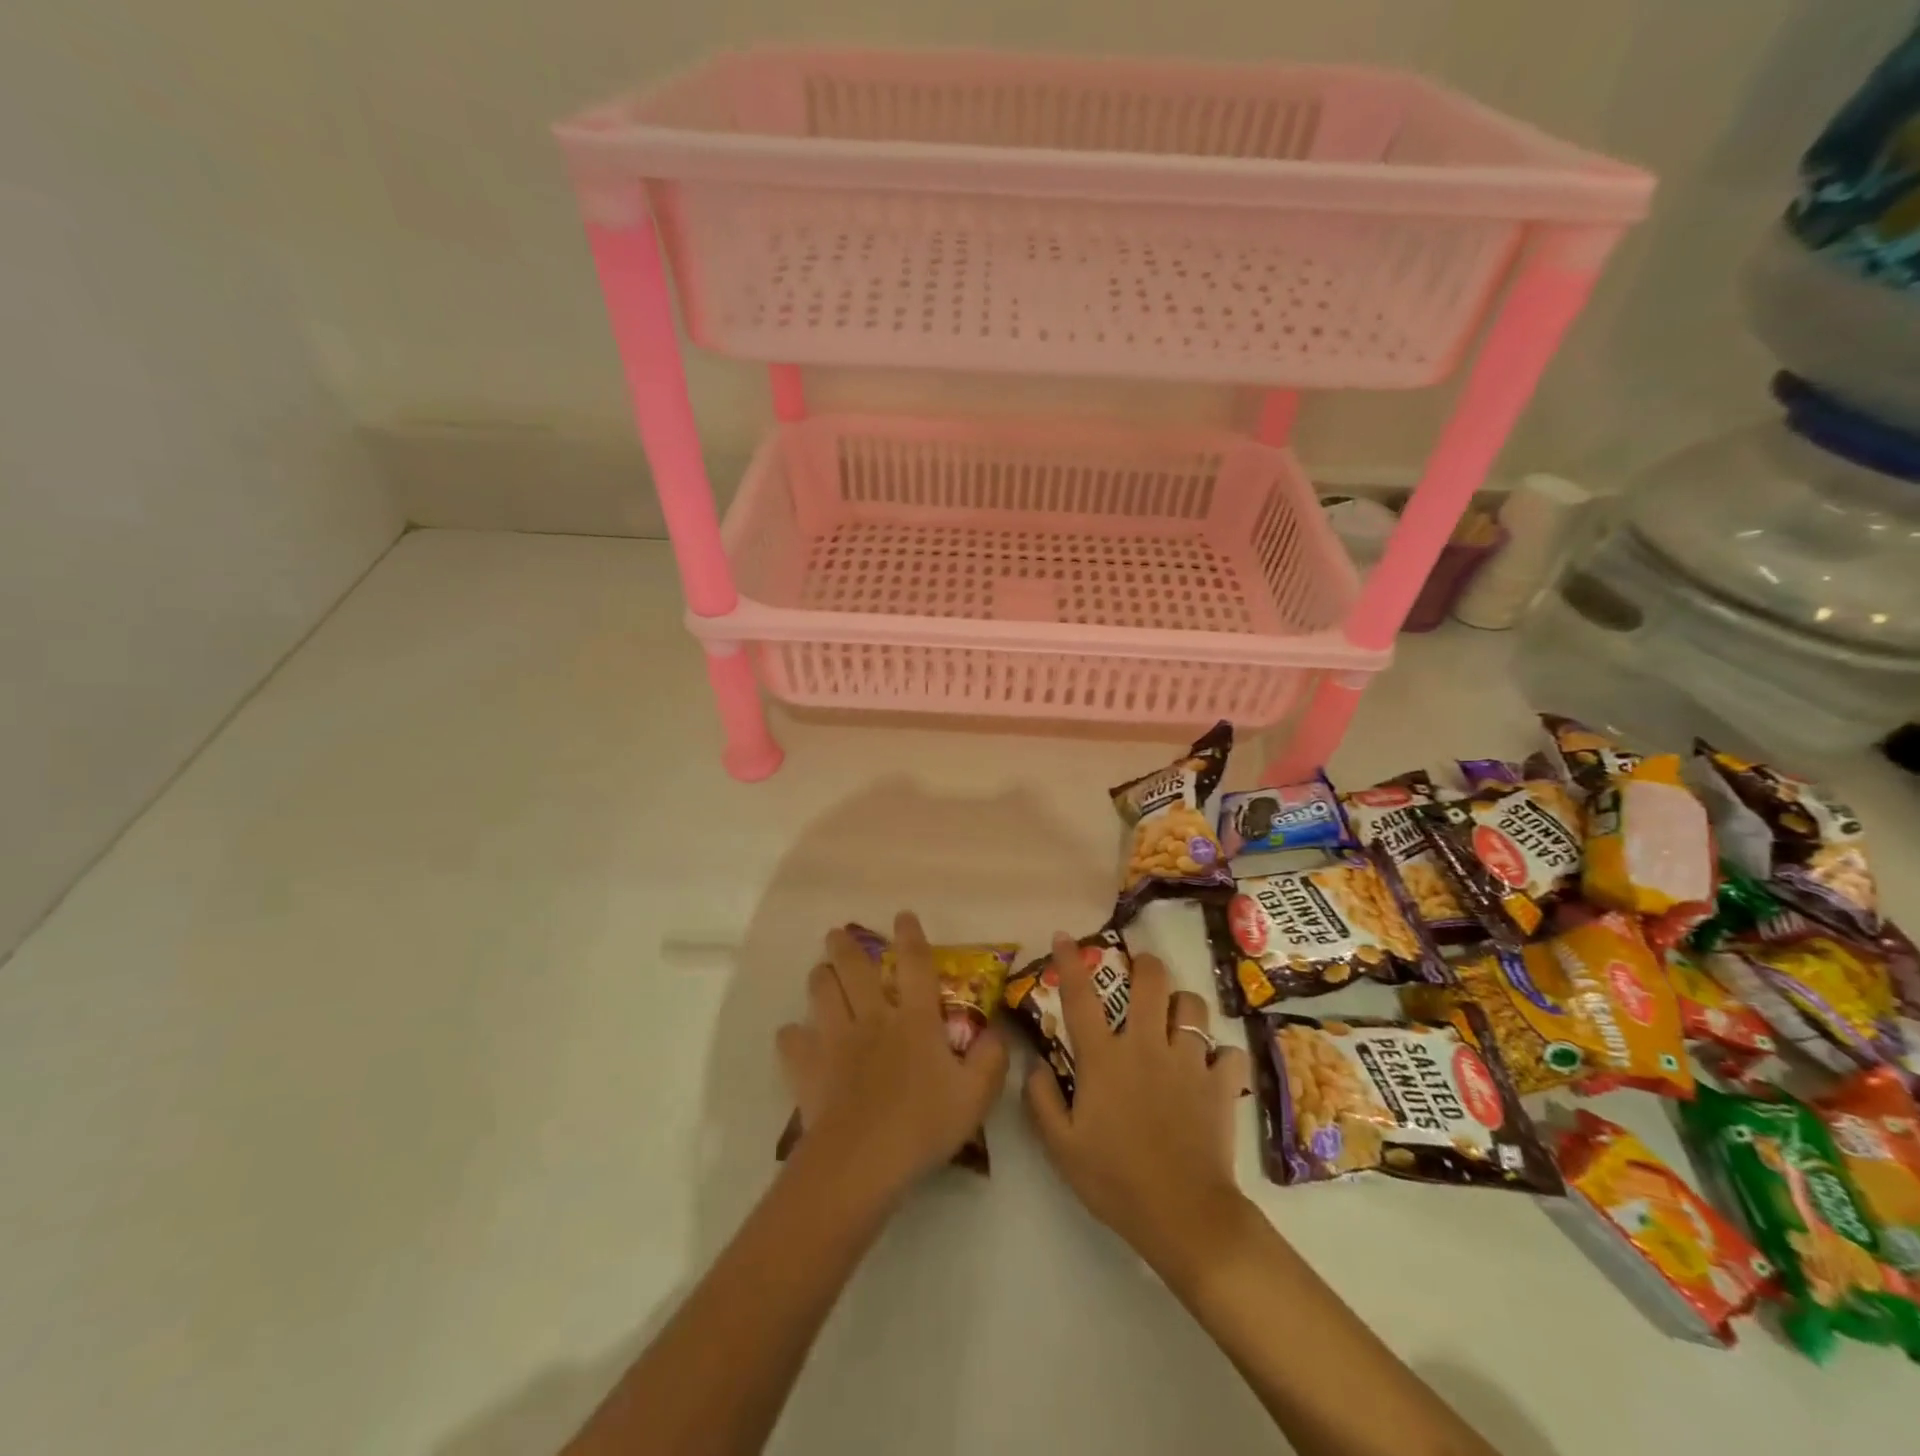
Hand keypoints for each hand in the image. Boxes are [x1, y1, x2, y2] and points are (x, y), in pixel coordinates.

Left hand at [776, 912, 1008, 1203]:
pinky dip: (792, 1035)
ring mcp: (836, 1039)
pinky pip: (792, 1040)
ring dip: (820, 977)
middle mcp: (873, 1018)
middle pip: (855, 969)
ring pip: (821, 992)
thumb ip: (991, 1060)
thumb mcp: (975, 1096)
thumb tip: (996, 1032)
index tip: (902, 916)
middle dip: (845, 946)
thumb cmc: (923, 1125)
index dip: (910, 936)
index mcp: (914, 1020)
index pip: (915, 965)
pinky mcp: (808, 1066)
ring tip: (820, 971)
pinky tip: (794, 1036)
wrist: (862, 1161)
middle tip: (837, 933)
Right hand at [1023, 935, 1250, 1270]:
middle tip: (1140, 969)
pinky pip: (1228, 1053)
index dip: (1069, 961)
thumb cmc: (1114, 1180)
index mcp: (1104, 1057)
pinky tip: (1212, 1068)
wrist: (1183, 1216)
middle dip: (1145, 965)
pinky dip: (1220, 1055)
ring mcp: (1188, 1061)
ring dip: (1183, 1006)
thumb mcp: (1061, 1146)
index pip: (1080, 996)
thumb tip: (1037, 1063)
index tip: (1064, 936)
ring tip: (1177, 1018)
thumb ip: (1042, 1099)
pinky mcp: (1221, 1084)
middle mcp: (1146, 1046)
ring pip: (1192, 1007)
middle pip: (1151, 981)